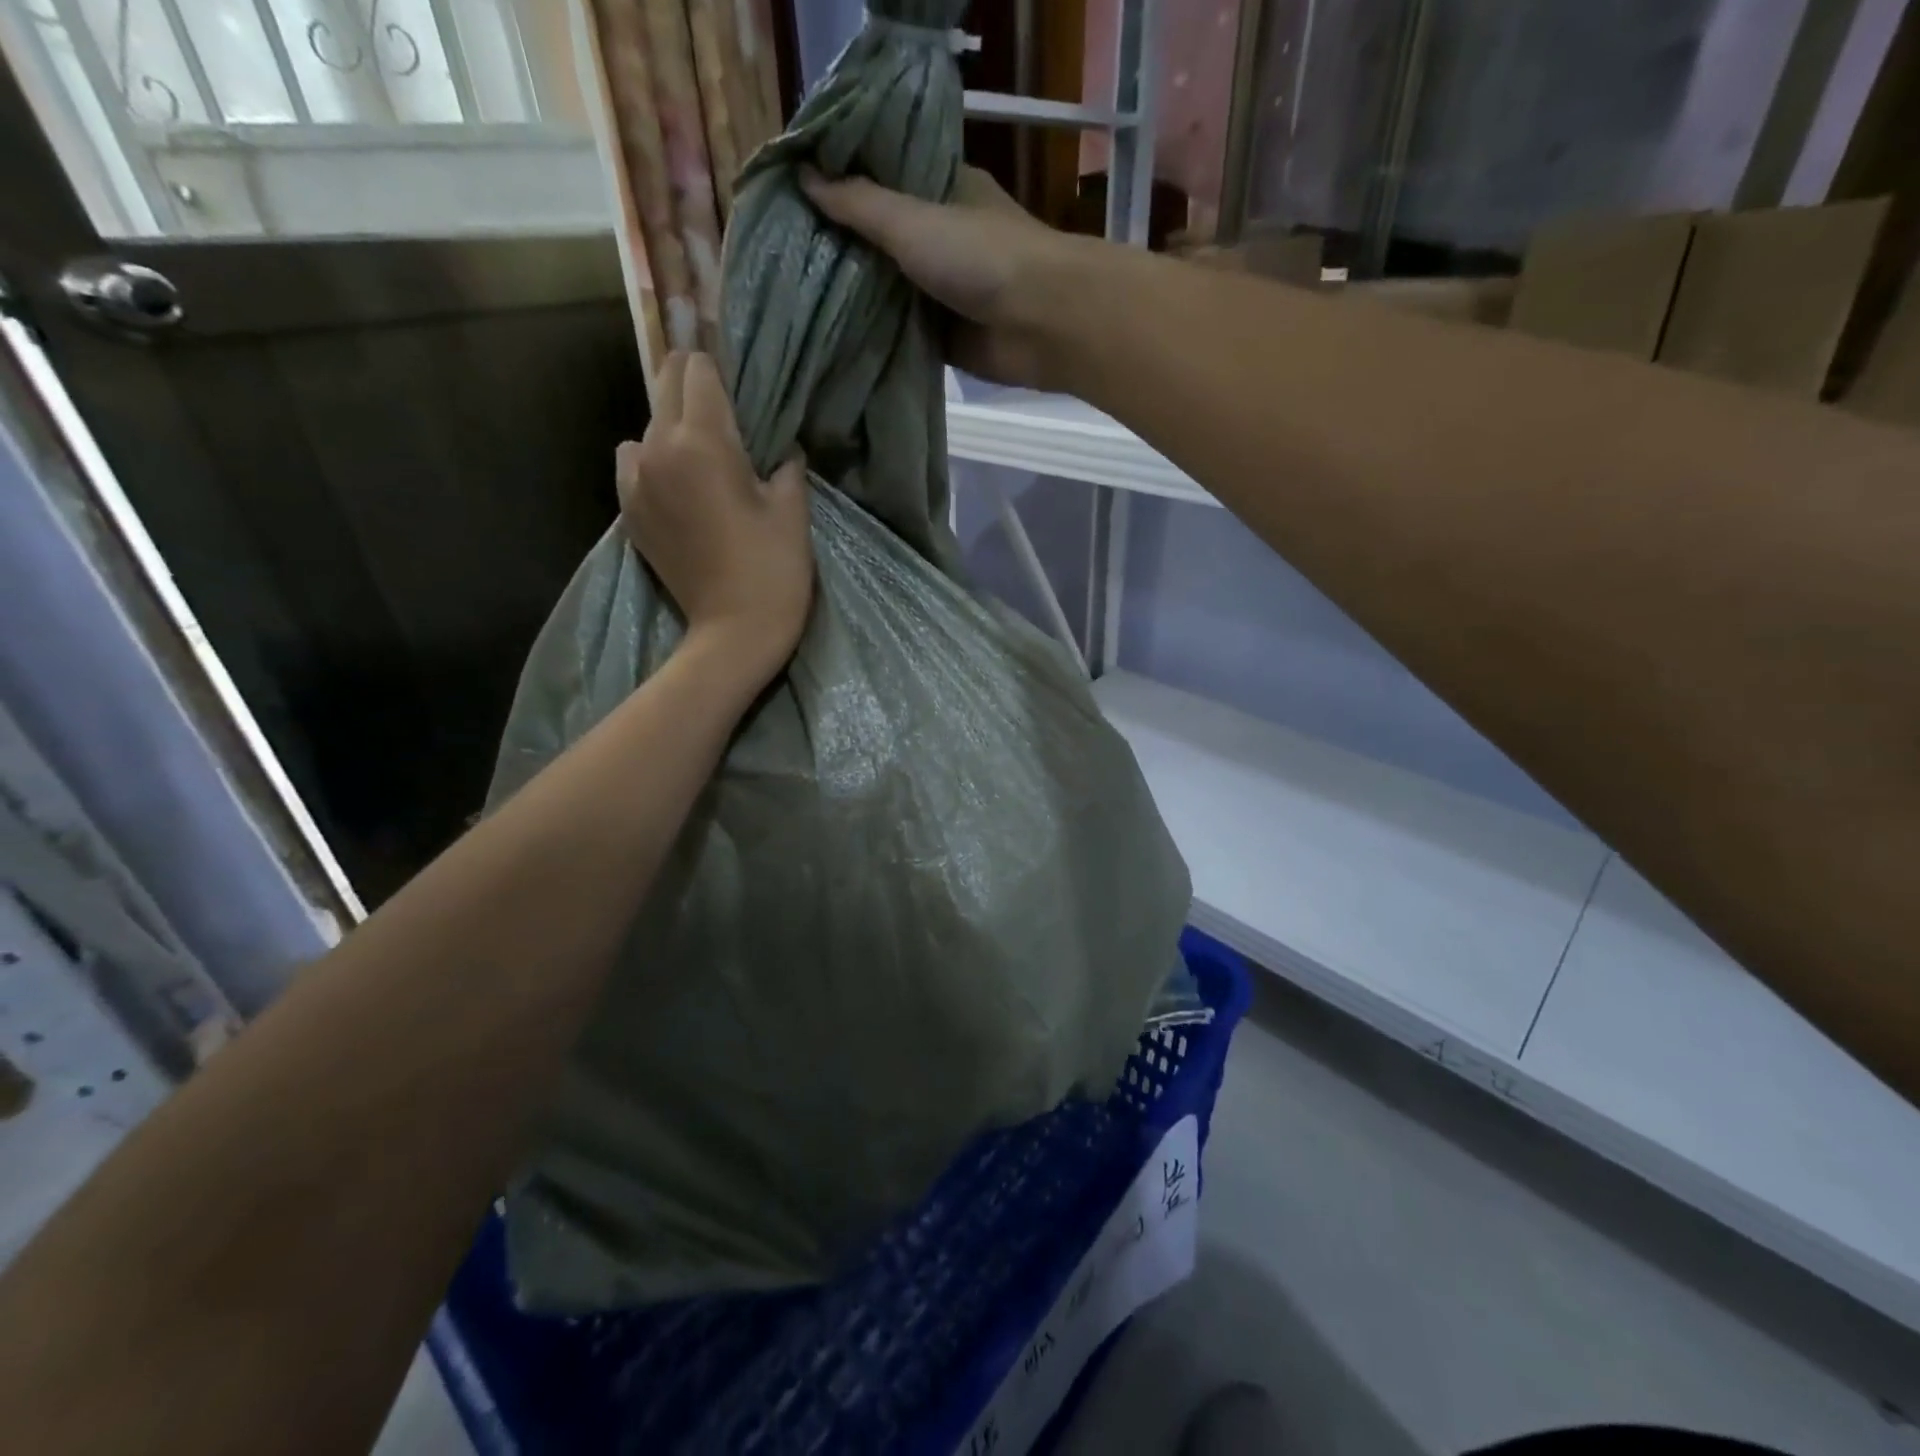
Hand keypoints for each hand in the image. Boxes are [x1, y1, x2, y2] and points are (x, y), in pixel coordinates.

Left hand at [617, 352, 812, 687]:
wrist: (733, 632)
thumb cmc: (773, 569)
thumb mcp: (791, 509)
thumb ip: (784, 463)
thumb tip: (779, 447)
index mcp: (701, 441)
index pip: (697, 369)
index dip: (718, 368)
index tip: (737, 383)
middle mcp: (657, 449)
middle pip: (665, 385)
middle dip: (693, 388)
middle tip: (725, 412)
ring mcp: (635, 482)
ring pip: (646, 427)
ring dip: (671, 429)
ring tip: (702, 461)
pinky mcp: (628, 512)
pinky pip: (633, 464)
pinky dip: (654, 462)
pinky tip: (680, 489)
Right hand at [801, 164, 1085, 389]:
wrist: (1040, 323)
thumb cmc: (981, 256)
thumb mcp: (912, 219)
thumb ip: (859, 204)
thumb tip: (803, 178)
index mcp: (940, 190)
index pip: (880, 177)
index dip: (840, 182)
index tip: (791, 192)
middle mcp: (940, 237)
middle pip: (880, 239)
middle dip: (839, 248)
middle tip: (781, 252)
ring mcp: (943, 290)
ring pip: (888, 290)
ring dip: (853, 296)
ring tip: (793, 296)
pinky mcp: (945, 337)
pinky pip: (901, 334)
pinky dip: (875, 337)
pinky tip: (832, 338)